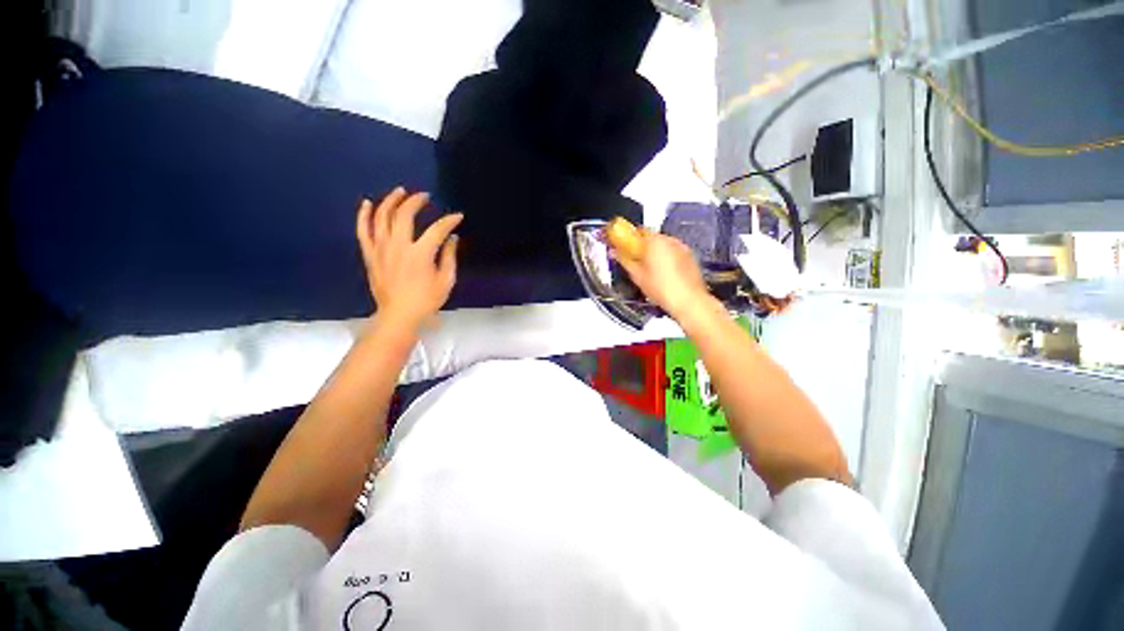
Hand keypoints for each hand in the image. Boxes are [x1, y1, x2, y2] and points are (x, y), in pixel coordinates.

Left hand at [357, 188, 462, 330]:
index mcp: (420, 254)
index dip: (449, 220)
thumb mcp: (446, 280)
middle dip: (416, 201)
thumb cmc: (426, 300)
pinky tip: (367, 203)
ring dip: (391, 201)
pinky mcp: (370, 254)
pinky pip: (363, 230)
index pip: (437, 229)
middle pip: (404, 214)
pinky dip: (363, 215)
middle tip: (424, 196)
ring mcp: (381, 248)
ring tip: (400, 192)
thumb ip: (449, 256)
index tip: (458, 216)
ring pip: (381, 216)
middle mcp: (399, 246)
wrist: (399, 315)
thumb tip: (452, 238)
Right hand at [612, 231, 711, 321]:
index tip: (620, 244)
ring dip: (653, 252)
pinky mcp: (689, 256)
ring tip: (647, 269)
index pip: (636, 230)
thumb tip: (615, 253)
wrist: (688, 300)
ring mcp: (681, 247)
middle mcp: (670, 240)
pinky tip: (661, 273)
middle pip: (650, 237)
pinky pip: (672, 252)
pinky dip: (665, 258)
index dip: (627, 238)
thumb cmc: (665, 289)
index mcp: (655, 241)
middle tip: (633, 259)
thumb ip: (624, 260)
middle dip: (640, 246)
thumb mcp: (637, 275)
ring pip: (662, 244)